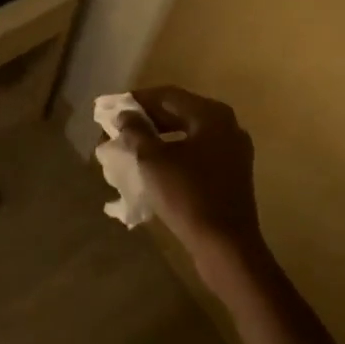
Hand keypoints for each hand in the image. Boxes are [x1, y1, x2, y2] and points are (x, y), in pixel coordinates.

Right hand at [115, 85, 263, 277]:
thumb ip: (136, 131)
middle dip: (147, 120)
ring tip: (131, 147)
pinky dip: (175, 153)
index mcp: (211, 114)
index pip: (167, 95)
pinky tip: (154, 166)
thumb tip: (125, 115)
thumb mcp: (153, 160)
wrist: (226, 247)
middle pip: (179, 112)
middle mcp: (227, 125)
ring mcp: (233, 151)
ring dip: (159, 137)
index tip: (111, 110)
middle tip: (118, 129)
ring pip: (188, 134)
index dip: (137, 101)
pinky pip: (198, 153)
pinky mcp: (232, 174)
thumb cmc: (188, 196)